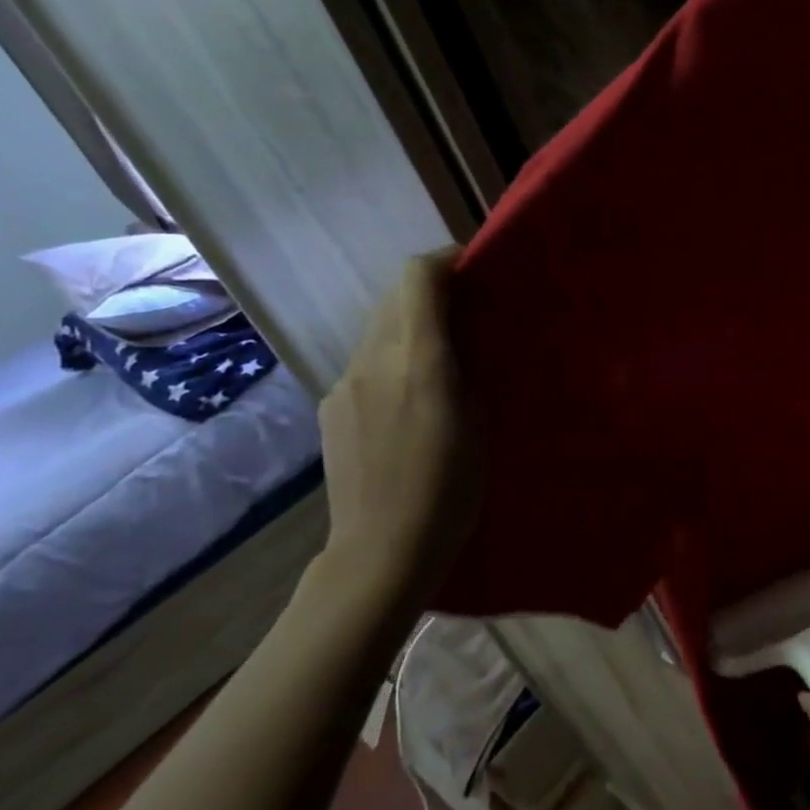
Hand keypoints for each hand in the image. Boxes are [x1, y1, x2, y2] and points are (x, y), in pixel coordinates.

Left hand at [318, 249, 480, 597]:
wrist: (382, 550)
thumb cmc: (450, 491)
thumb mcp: (479, 424)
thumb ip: (467, 369)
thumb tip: (463, 340)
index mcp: (417, 361)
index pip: (418, 278)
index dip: (445, 259)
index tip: (473, 266)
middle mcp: (373, 360)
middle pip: (395, 297)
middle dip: (431, 290)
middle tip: (468, 310)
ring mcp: (344, 384)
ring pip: (378, 329)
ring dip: (410, 324)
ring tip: (443, 353)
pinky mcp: (331, 407)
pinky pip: (365, 363)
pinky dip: (391, 358)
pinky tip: (409, 397)